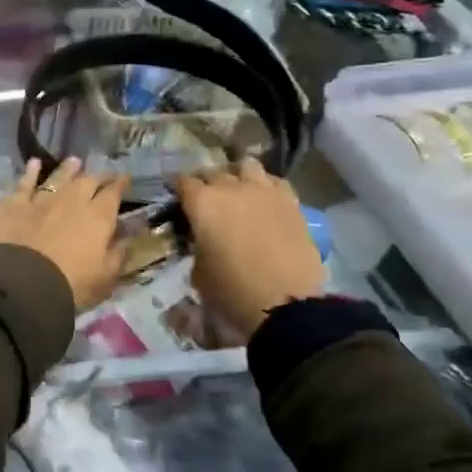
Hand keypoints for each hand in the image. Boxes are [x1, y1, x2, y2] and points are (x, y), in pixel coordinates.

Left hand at [0, 157, 129, 311]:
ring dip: (68, 169)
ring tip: (75, 161)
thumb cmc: (71, 285)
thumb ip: (117, 255)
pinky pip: (24, 183)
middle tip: (102, 174)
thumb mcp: (106, 278)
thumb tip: (125, 238)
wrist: (24, 283)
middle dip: (98, 176)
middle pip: (88, 180)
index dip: (120, 185)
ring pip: (58, 177)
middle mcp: (72, 200)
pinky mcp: (15, 203)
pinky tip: (34, 163)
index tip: (125, 179)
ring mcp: (42, 199)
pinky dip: (30, 172)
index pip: (113, 194)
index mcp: (98, 217)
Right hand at [177, 159, 323, 341]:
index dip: (180, 190)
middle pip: (213, 171)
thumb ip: (197, 245)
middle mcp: (230, 187)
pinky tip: (266, 201)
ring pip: (247, 166)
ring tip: (239, 192)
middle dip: (207, 182)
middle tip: (208, 200)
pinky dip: (267, 187)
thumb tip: (203, 240)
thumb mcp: (199, 271)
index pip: (183, 182)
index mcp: (201, 203)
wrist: (287, 305)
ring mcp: (263, 191)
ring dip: (239, 176)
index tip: (180, 200)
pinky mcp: (291, 202)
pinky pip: (275, 182)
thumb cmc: (233, 292)